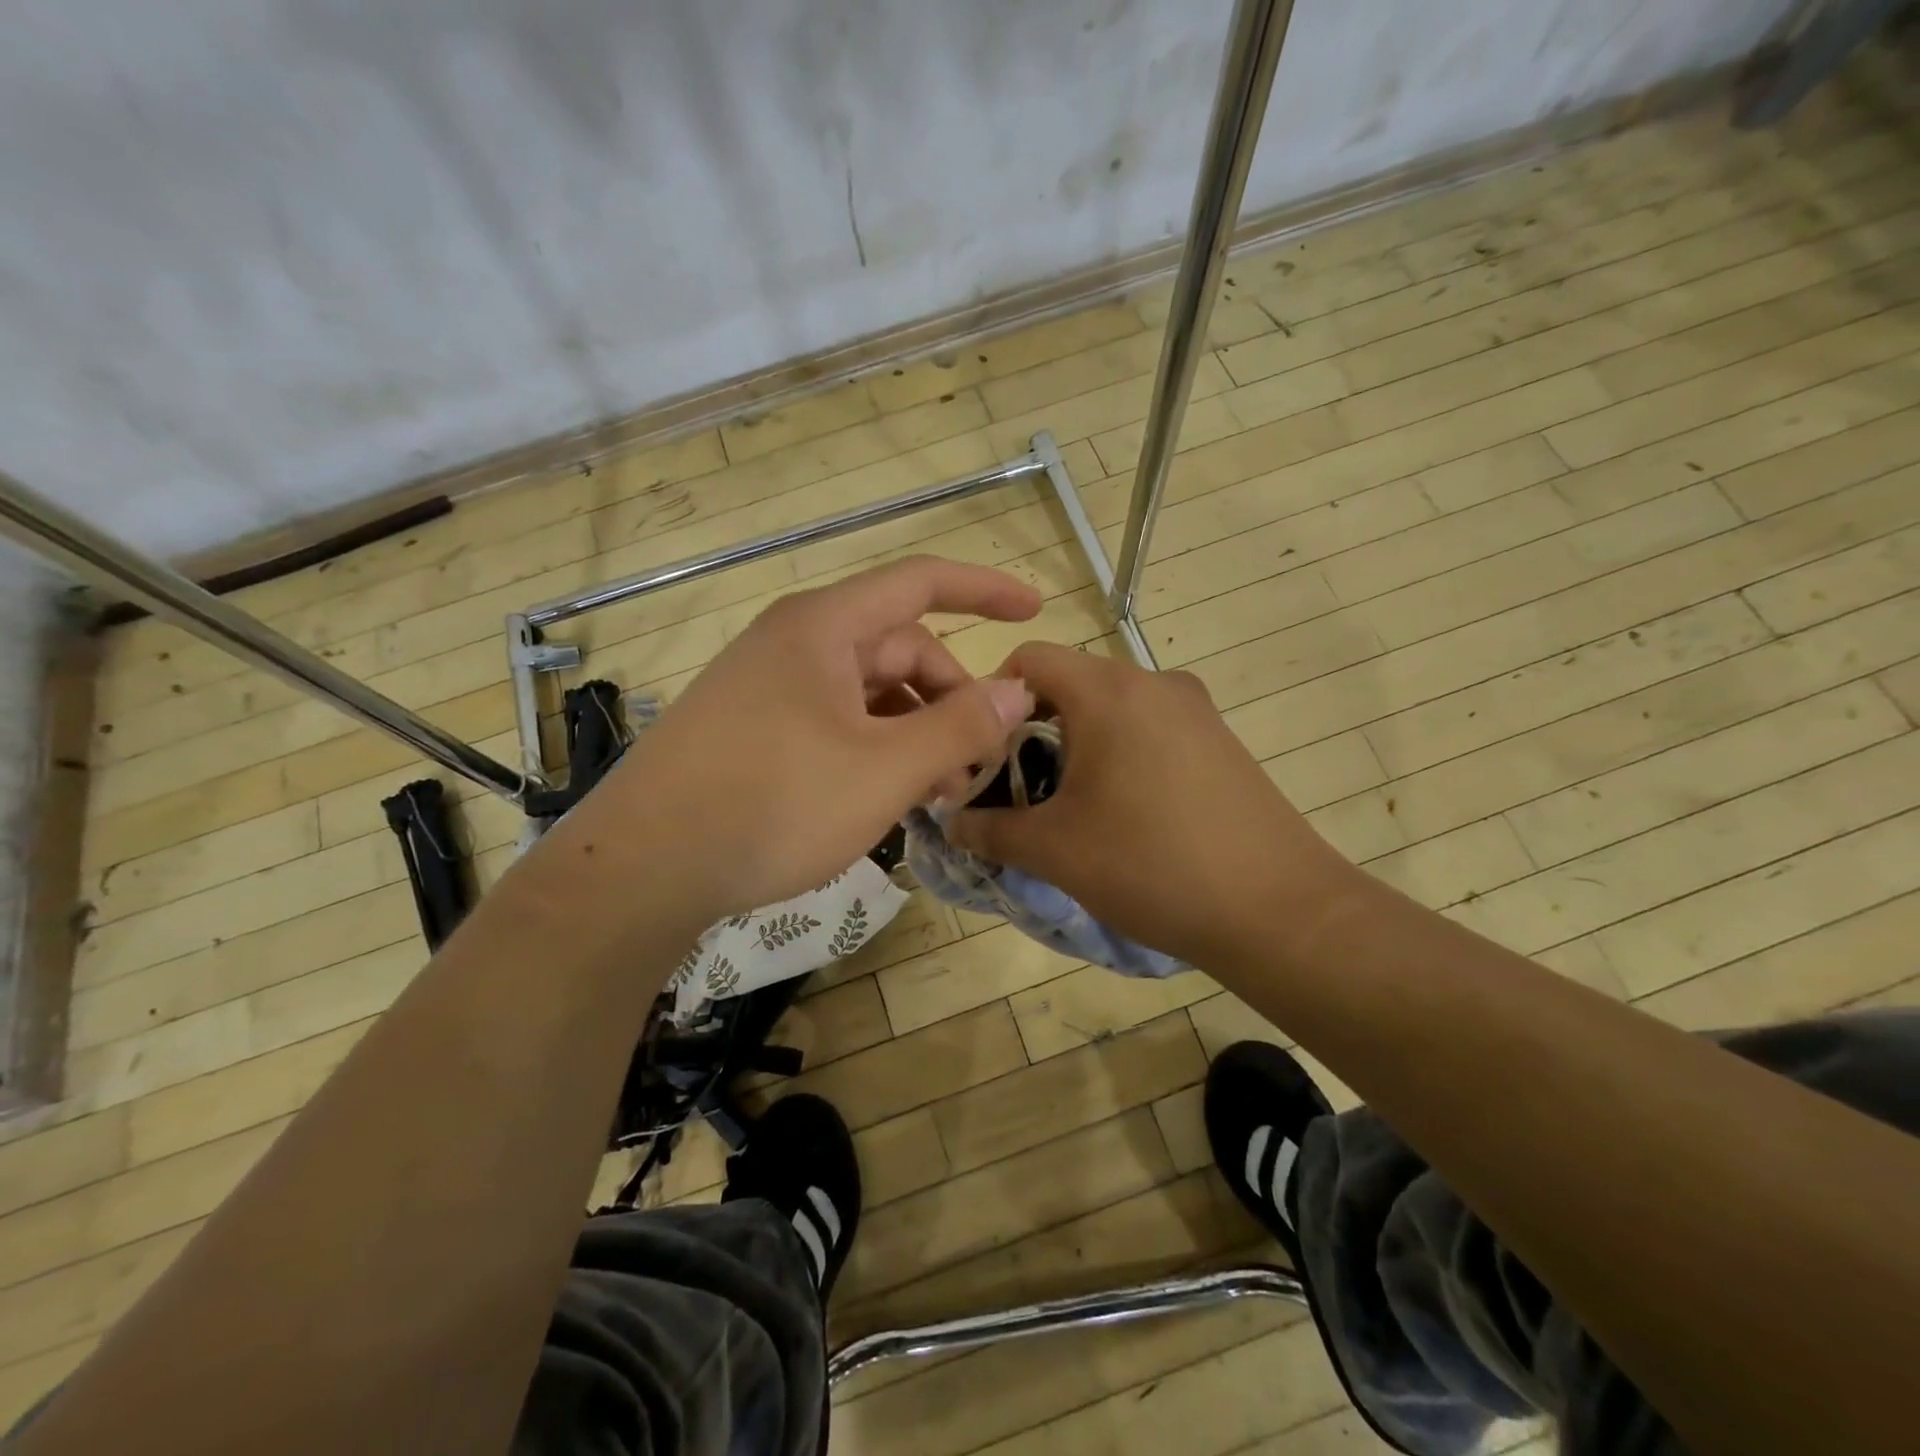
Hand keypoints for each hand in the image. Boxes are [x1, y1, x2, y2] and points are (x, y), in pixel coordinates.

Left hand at [592, 557, 1039, 921]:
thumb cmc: (773, 804)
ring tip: (939, 792)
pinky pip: (835, 721)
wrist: (642, 868)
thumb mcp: (884, 769)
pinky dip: (875, 748)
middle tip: (979, 764)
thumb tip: (1017, 690)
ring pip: (868, 692)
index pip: (921, 583)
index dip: (984, 589)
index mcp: (825, 627)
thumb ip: (959, 726)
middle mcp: (795, 643)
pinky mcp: (753, 729)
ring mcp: (769, 687)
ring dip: (915, 730)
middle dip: (951, 697)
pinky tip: (889, 795)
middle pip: (899, 649)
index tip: (1035, 609)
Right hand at [948, 643, 1361, 970]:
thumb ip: (989, 830)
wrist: (1278, 910)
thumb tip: (951, 822)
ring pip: (1112, 707)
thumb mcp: (1054, 851)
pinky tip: (1126, 812)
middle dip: (1032, 728)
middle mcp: (1154, 682)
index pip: (1030, 659)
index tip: (983, 753)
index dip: (993, 699)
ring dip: (1078, 744)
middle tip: (1019, 788)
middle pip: (1071, 682)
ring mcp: (1195, 709)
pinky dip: (1121, 753)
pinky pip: (1150, 728)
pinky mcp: (1220, 739)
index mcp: (1108, 691)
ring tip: (1071, 806)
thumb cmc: (1152, 866)